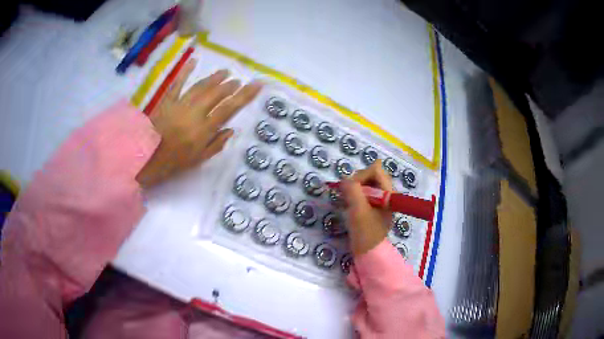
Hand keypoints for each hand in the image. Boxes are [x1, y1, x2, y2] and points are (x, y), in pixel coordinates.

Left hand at [136, 60, 262, 187]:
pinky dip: (185, 72)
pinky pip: (178, 83)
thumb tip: (230, 130)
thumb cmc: (173, 162)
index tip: (256, 85)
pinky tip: (193, 61)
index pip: (229, 108)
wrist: (145, 158)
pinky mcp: (167, 101)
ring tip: (225, 72)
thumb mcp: (198, 160)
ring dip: (214, 78)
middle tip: (238, 81)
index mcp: (204, 129)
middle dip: (230, 86)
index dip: (245, 95)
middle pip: (217, 94)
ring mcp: (180, 104)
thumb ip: (215, 145)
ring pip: (201, 86)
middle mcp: (195, 113)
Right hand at [341, 160, 392, 255]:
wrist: (368, 252)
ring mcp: (381, 200)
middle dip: (357, 181)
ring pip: (367, 183)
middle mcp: (387, 193)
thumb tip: (344, 179)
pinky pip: (365, 193)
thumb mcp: (358, 209)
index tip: (350, 189)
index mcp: (389, 192)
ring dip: (355, 189)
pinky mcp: (374, 206)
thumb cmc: (365, 231)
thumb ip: (352, 189)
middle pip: (371, 174)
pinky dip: (355, 195)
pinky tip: (349, 205)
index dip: (361, 175)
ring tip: (347, 201)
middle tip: (348, 195)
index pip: (375, 169)